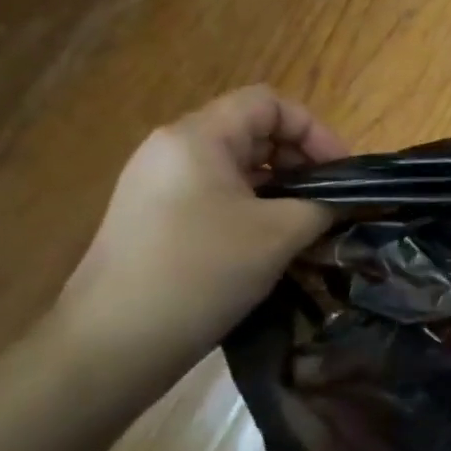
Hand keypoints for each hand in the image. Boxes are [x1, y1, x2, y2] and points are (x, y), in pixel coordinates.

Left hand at [53, 86, 347, 408]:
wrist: (110, 347)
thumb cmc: (200, 274)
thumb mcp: (278, 235)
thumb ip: (321, 206)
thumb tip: (340, 202)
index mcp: (197, 137)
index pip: (268, 103)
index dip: (314, 130)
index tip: (340, 173)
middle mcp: (171, 149)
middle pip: (250, 131)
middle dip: (298, 160)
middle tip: (327, 201)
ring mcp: (155, 185)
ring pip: (233, 167)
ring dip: (276, 187)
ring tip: (303, 225)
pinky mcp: (150, 218)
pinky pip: (212, 195)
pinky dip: (248, 208)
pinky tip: (266, 245)